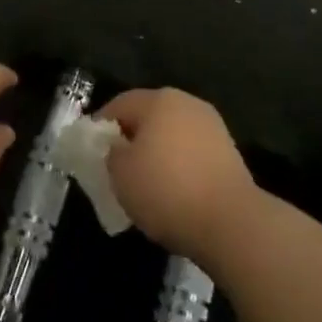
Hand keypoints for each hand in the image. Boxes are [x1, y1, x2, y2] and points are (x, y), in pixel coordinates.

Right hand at [97, 87, 255, 260]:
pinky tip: (173, 192)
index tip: (90, 152)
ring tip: (144, 184)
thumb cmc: (167, 191)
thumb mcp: (120, 174)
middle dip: (130, 139)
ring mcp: (211, 126)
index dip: (100, 127)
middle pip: (148, 116)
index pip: (119, 104)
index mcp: (158, 99)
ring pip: (171, 134)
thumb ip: (111, 153)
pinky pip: (191, 152)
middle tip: (115, 168)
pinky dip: (178, 166)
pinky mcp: (228, 152)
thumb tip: (117, 147)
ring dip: (156, 153)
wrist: (231, 222)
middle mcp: (186, 103)